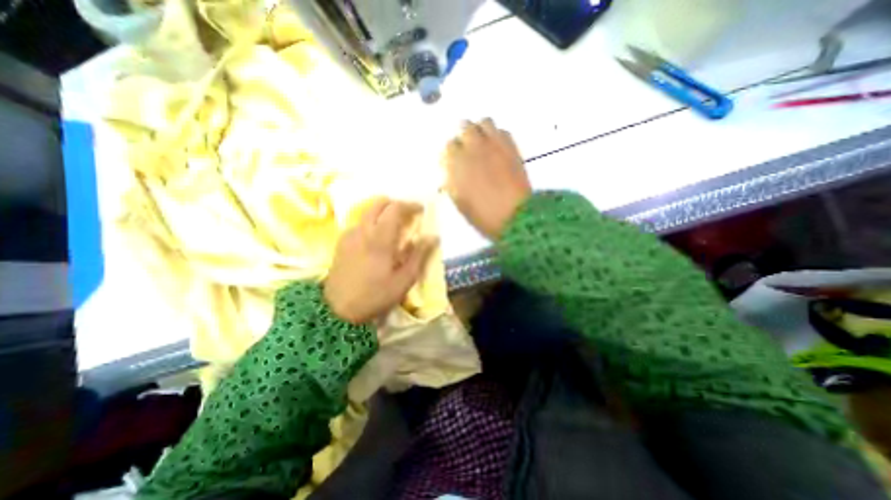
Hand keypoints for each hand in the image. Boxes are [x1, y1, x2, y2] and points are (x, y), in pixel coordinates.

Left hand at [326, 198, 439, 326]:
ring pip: (368, 212)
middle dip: (396, 204)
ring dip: (383, 212)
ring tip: (395, 227)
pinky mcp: (341, 242)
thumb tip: (433, 237)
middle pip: (379, 203)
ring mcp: (349, 234)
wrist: (338, 310)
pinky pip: (360, 223)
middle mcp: (363, 230)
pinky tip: (377, 239)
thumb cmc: (375, 296)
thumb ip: (419, 255)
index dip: (410, 205)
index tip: (421, 209)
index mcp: (380, 238)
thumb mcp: (404, 280)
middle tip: (408, 215)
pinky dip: (372, 222)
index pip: (395, 208)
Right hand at [443, 119, 527, 240]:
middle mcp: (473, 148)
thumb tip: (450, 172)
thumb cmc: (483, 214)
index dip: (451, 153)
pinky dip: (497, 135)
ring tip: (482, 143)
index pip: (448, 146)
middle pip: (464, 127)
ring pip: (484, 122)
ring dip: (480, 130)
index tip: (453, 160)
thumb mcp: (460, 202)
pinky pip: (503, 131)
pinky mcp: (512, 147)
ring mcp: (494, 145)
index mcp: (457, 163)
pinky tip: (496, 148)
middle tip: (466, 149)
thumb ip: (452, 183)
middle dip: (463, 136)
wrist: (514, 216)